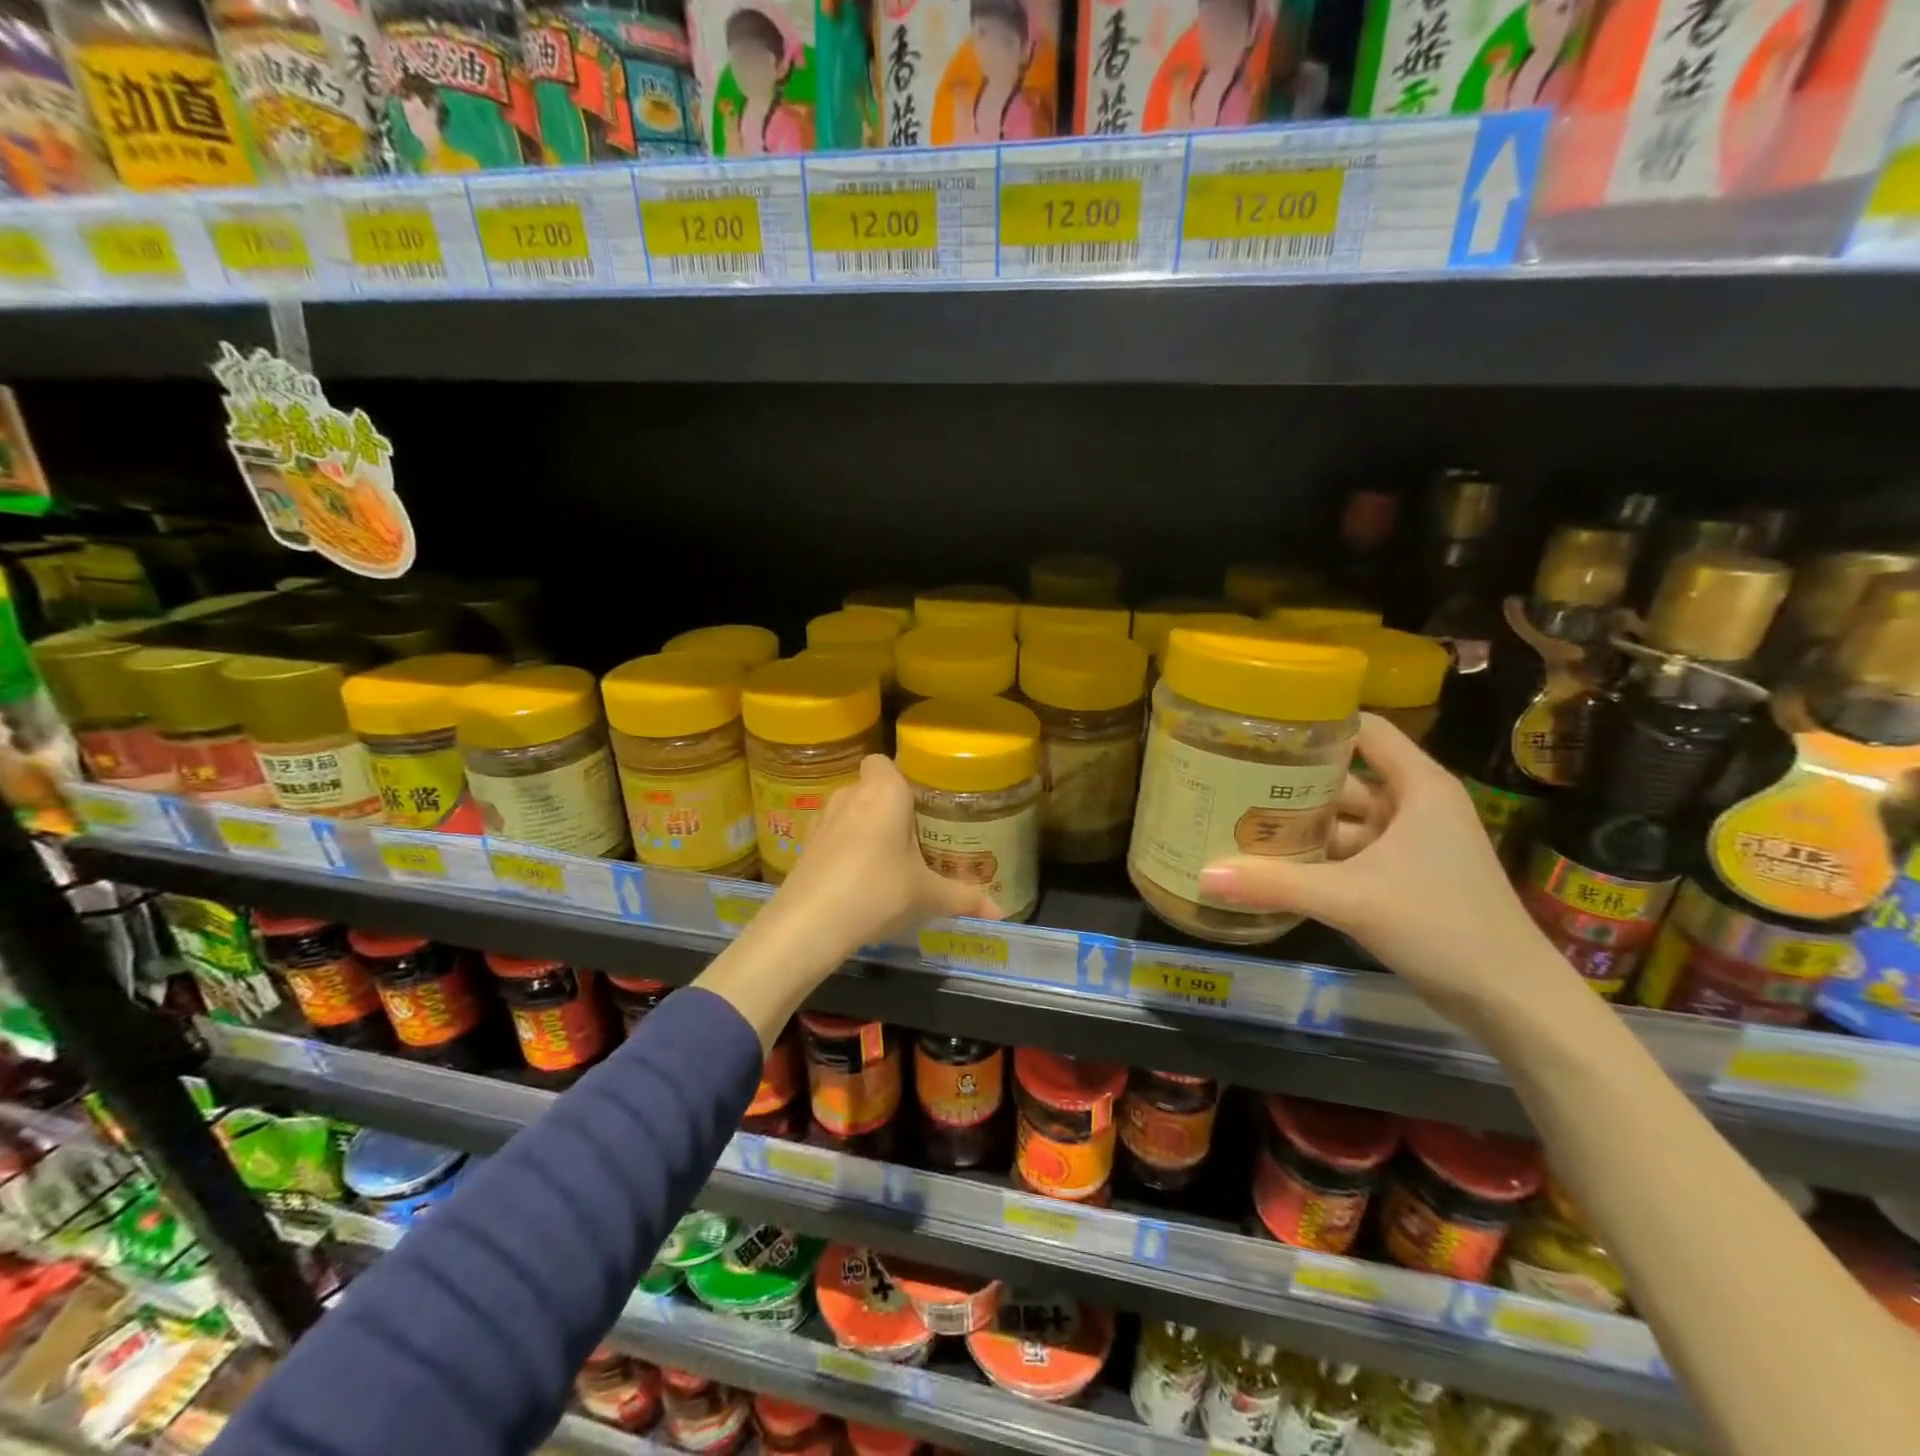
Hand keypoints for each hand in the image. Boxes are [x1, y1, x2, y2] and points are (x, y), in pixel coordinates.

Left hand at [770, 755, 1000, 955]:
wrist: (811, 922)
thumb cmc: (879, 889)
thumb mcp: (928, 896)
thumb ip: (963, 898)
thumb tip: (998, 911)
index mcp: (884, 791)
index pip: (884, 762)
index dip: (898, 778)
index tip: (918, 805)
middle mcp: (849, 795)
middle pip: (868, 789)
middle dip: (886, 809)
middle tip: (911, 839)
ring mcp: (822, 820)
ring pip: (847, 813)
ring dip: (862, 830)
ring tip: (885, 862)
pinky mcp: (804, 846)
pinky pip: (831, 838)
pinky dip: (842, 851)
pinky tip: (857, 881)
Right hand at [1196, 713, 1566, 1026]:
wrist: (1509, 1000)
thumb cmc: (1442, 925)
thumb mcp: (1352, 899)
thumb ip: (1276, 884)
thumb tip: (1203, 874)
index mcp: (1417, 787)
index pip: (1365, 730)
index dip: (1318, 723)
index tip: (1262, 726)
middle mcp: (1412, 806)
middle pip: (1342, 778)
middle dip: (1290, 781)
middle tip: (1229, 777)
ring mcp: (1406, 844)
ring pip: (1340, 821)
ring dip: (1297, 824)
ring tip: (1236, 817)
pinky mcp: (1399, 878)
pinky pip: (1345, 855)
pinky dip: (1312, 857)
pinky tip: (1268, 863)